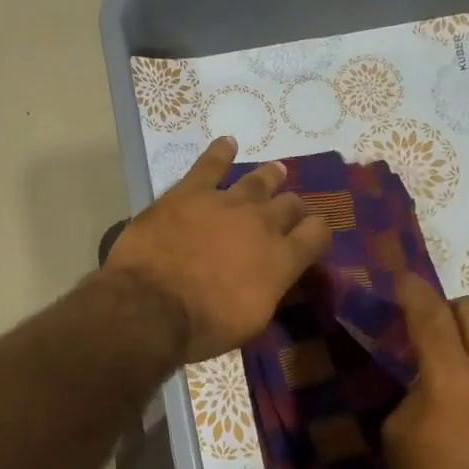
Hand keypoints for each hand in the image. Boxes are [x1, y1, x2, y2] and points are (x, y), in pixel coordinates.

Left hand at [102, 137, 331, 363]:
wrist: (150, 306)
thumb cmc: (203, 326)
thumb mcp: (250, 322)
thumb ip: (269, 291)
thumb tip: (273, 279)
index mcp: (282, 259)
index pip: (318, 234)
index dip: (316, 234)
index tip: (310, 238)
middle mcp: (262, 223)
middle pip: (289, 205)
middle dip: (291, 209)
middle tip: (286, 212)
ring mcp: (226, 202)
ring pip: (257, 181)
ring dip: (269, 177)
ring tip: (277, 171)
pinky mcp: (189, 193)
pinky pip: (210, 164)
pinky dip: (220, 152)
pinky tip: (227, 142)